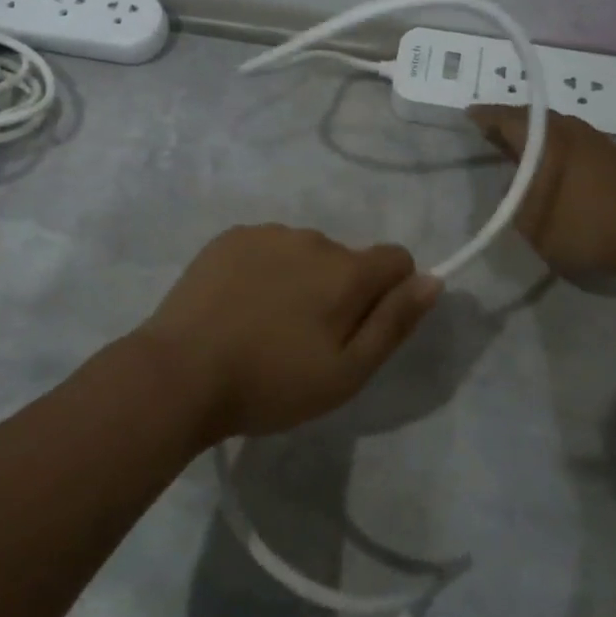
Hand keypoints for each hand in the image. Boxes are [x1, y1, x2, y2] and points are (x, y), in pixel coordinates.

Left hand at [137, 225, 441, 441]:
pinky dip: (265, 270)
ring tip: (266, 325)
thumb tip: (434, 280)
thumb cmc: (270, 383)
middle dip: (340, 290)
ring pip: (305, 252)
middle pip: (347, 259)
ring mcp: (266, 233)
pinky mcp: (230, 237)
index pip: (396, 259)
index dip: (391, 293)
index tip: (360, 328)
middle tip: (305, 340)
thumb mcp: (346, 373)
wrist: (181, 372)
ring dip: (301, 279)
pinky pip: (266, 248)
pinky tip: (239, 305)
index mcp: (346, 271)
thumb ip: (394, 323)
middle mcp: (312, 239)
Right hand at [468, 106, 615, 277]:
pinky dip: (555, 146)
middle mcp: (569, 130)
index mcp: (545, 140)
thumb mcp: (531, 224)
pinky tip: (553, 165)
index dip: (485, 116)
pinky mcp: (615, 156)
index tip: (469, 116)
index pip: (506, 117)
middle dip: (508, 122)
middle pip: (531, 117)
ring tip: (518, 149)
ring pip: (555, 128)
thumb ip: (514, 200)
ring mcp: (596, 140)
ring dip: (534, 134)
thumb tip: (514, 184)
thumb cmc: (585, 228)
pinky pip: (573, 140)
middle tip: (489, 132)